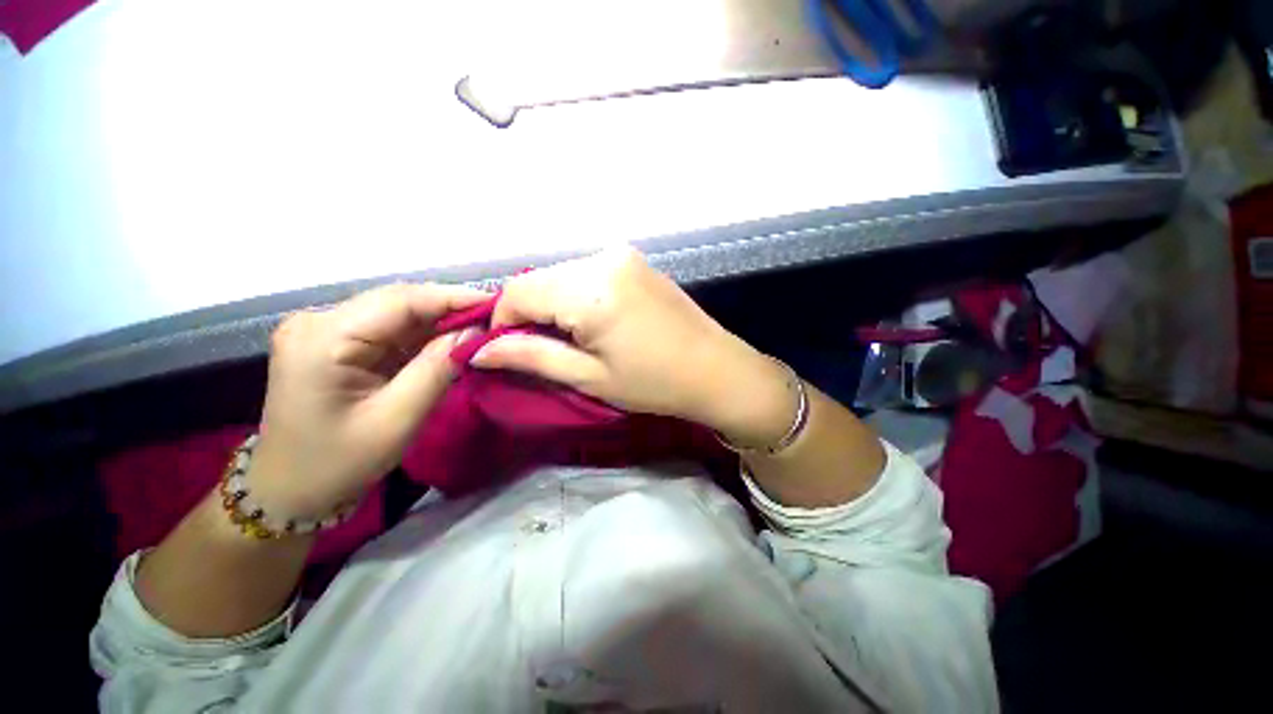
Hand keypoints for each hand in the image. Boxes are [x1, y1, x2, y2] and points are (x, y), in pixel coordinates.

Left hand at [249, 283, 487, 519]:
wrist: (290, 491)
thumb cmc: (339, 463)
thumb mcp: (398, 418)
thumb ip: (438, 368)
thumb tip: (476, 332)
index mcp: (322, 338)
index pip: (400, 300)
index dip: (453, 298)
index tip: (497, 303)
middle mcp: (318, 322)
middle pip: (398, 302)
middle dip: (450, 310)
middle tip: (495, 319)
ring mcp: (324, 331)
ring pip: (397, 314)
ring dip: (440, 322)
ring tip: (482, 329)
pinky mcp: (335, 343)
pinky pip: (390, 330)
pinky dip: (424, 336)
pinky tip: (452, 341)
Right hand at [471, 248, 795, 446]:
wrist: (716, 369)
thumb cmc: (654, 383)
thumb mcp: (590, 377)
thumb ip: (532, 357)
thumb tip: (480, 350)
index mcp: (591, 290)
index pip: (519, 291)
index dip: (502, 320)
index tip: (506, 350)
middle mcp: (603, 259)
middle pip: (540, 279)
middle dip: (529, 313)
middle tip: (540, 349)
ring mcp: (622, 256)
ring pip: (562, 275)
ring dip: (553, 304)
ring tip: (570, 339)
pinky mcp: (634, 261)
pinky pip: (587, 273)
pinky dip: (576, 295)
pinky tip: (592, 321)